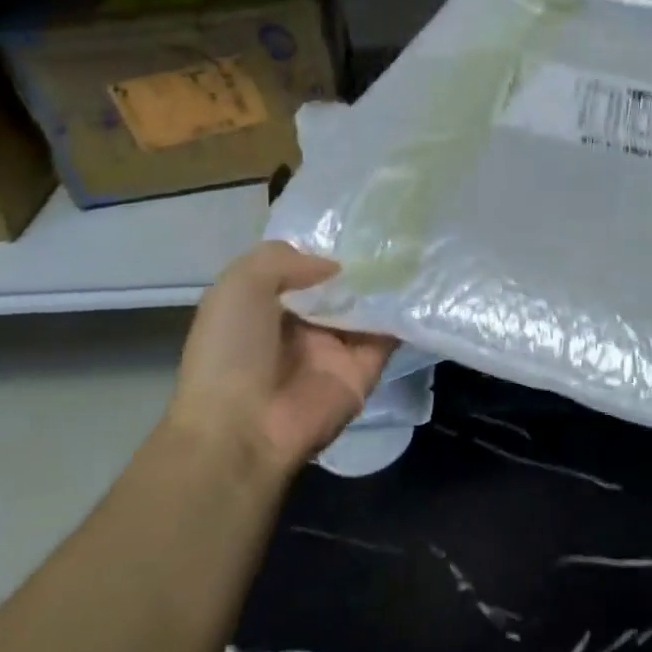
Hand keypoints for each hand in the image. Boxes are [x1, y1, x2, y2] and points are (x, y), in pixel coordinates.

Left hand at [167, 242, 395, 480]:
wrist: (243, 428)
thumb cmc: (231, 351)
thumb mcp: (238, 286)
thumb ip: (283, 259)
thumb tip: (335, 267)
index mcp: (266, 306)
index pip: (302, 269)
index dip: (324, 248)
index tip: (356, 224)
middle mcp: (303, 326)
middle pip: (339, 287)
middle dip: (362, 262)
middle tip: (395, 231)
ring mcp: (336, 348)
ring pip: (368, 307)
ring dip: (387, 284)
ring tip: (414, 249)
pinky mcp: (365, 369)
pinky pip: (390, 335)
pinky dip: (404, 313)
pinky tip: (421, 284)